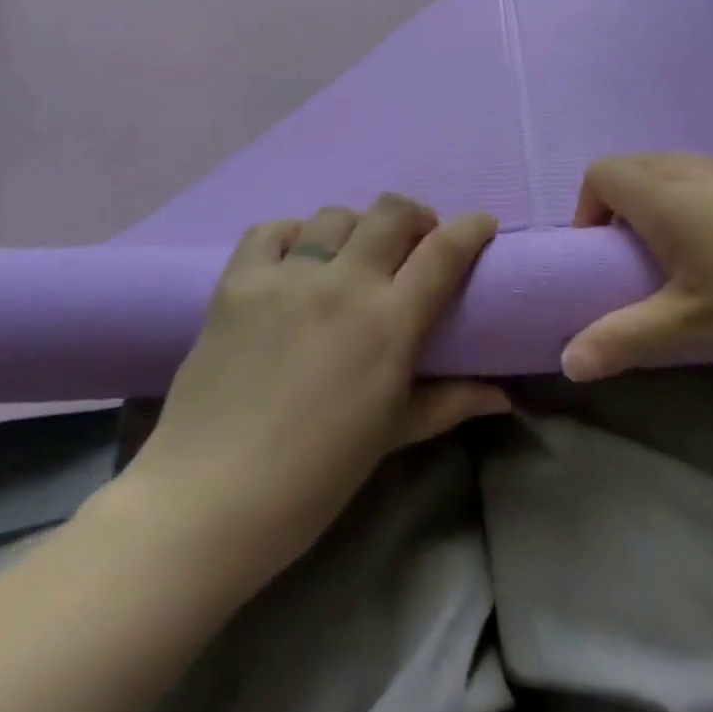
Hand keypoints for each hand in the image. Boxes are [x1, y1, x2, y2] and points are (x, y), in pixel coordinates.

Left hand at [123, 194, 509, 584]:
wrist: (209, 498)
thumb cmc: (315, 477)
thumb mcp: (391, 435)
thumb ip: (450, 402)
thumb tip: (503, 395)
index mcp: (388, 324)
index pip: (444, 252)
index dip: (471, 228)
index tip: (481, 225)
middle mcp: (342, 285)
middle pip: (391, 213)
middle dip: (416, 215)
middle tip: (416, 241)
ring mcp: (286, 277)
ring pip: (335, 215)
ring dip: (357, 227)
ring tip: (353, 254)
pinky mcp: (238, 281)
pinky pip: (272, 230)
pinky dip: (293, 234)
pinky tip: (296, 259)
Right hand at [560, 153, 712, 381]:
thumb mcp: (691, 324)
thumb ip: (624, 339)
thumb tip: (567, 362)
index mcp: (661, 192)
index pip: (599, 174)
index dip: (587, 210)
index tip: (604, 256)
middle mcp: (692, 167)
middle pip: (635, 168)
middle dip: (622, 209)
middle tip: (641, 263)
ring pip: (678, 171)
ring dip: (666, 205)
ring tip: (692, 259)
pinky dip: (706, 202)